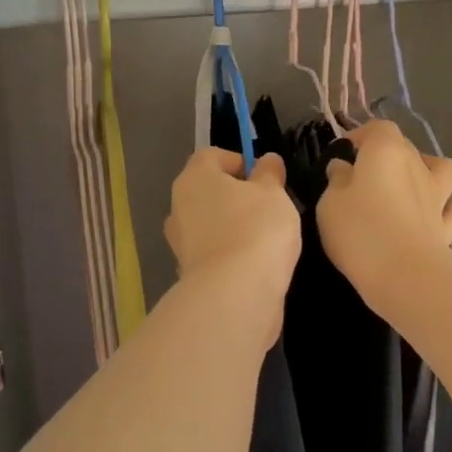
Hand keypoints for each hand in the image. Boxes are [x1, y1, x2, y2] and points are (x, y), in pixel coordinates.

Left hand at [164, 149, 301, 305]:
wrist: (234, 294)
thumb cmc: (256, 229)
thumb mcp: (273, 193)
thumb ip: (269, 173)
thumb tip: (267, 160)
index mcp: (194, 178)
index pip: (211, 156)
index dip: (238, 160)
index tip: (264, 177)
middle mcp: (178, 206)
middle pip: (207, 191)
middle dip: (235, 196)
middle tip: (267, 207)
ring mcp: (180, 242)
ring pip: (209, 224)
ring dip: (231, 226)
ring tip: (263, 238)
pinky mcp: (188, 273)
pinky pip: (212, 253)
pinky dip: (229, 254)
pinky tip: (252, 264)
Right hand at [316, 119, 451, 309]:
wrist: (405, 275)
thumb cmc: (360, 231)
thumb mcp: (329, 203)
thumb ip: (337, 180)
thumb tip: (343, 168)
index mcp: (386, 151)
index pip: (378, 128)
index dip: (360, 136)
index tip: (343, 154)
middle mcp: (417, 165)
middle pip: (406, 146)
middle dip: (387, 153)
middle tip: (365, 175)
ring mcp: (438, 196)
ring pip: (443, 170)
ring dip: (429, 172)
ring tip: (410, 186)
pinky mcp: (448, 226)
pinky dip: (444, 209)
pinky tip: (430, 218)